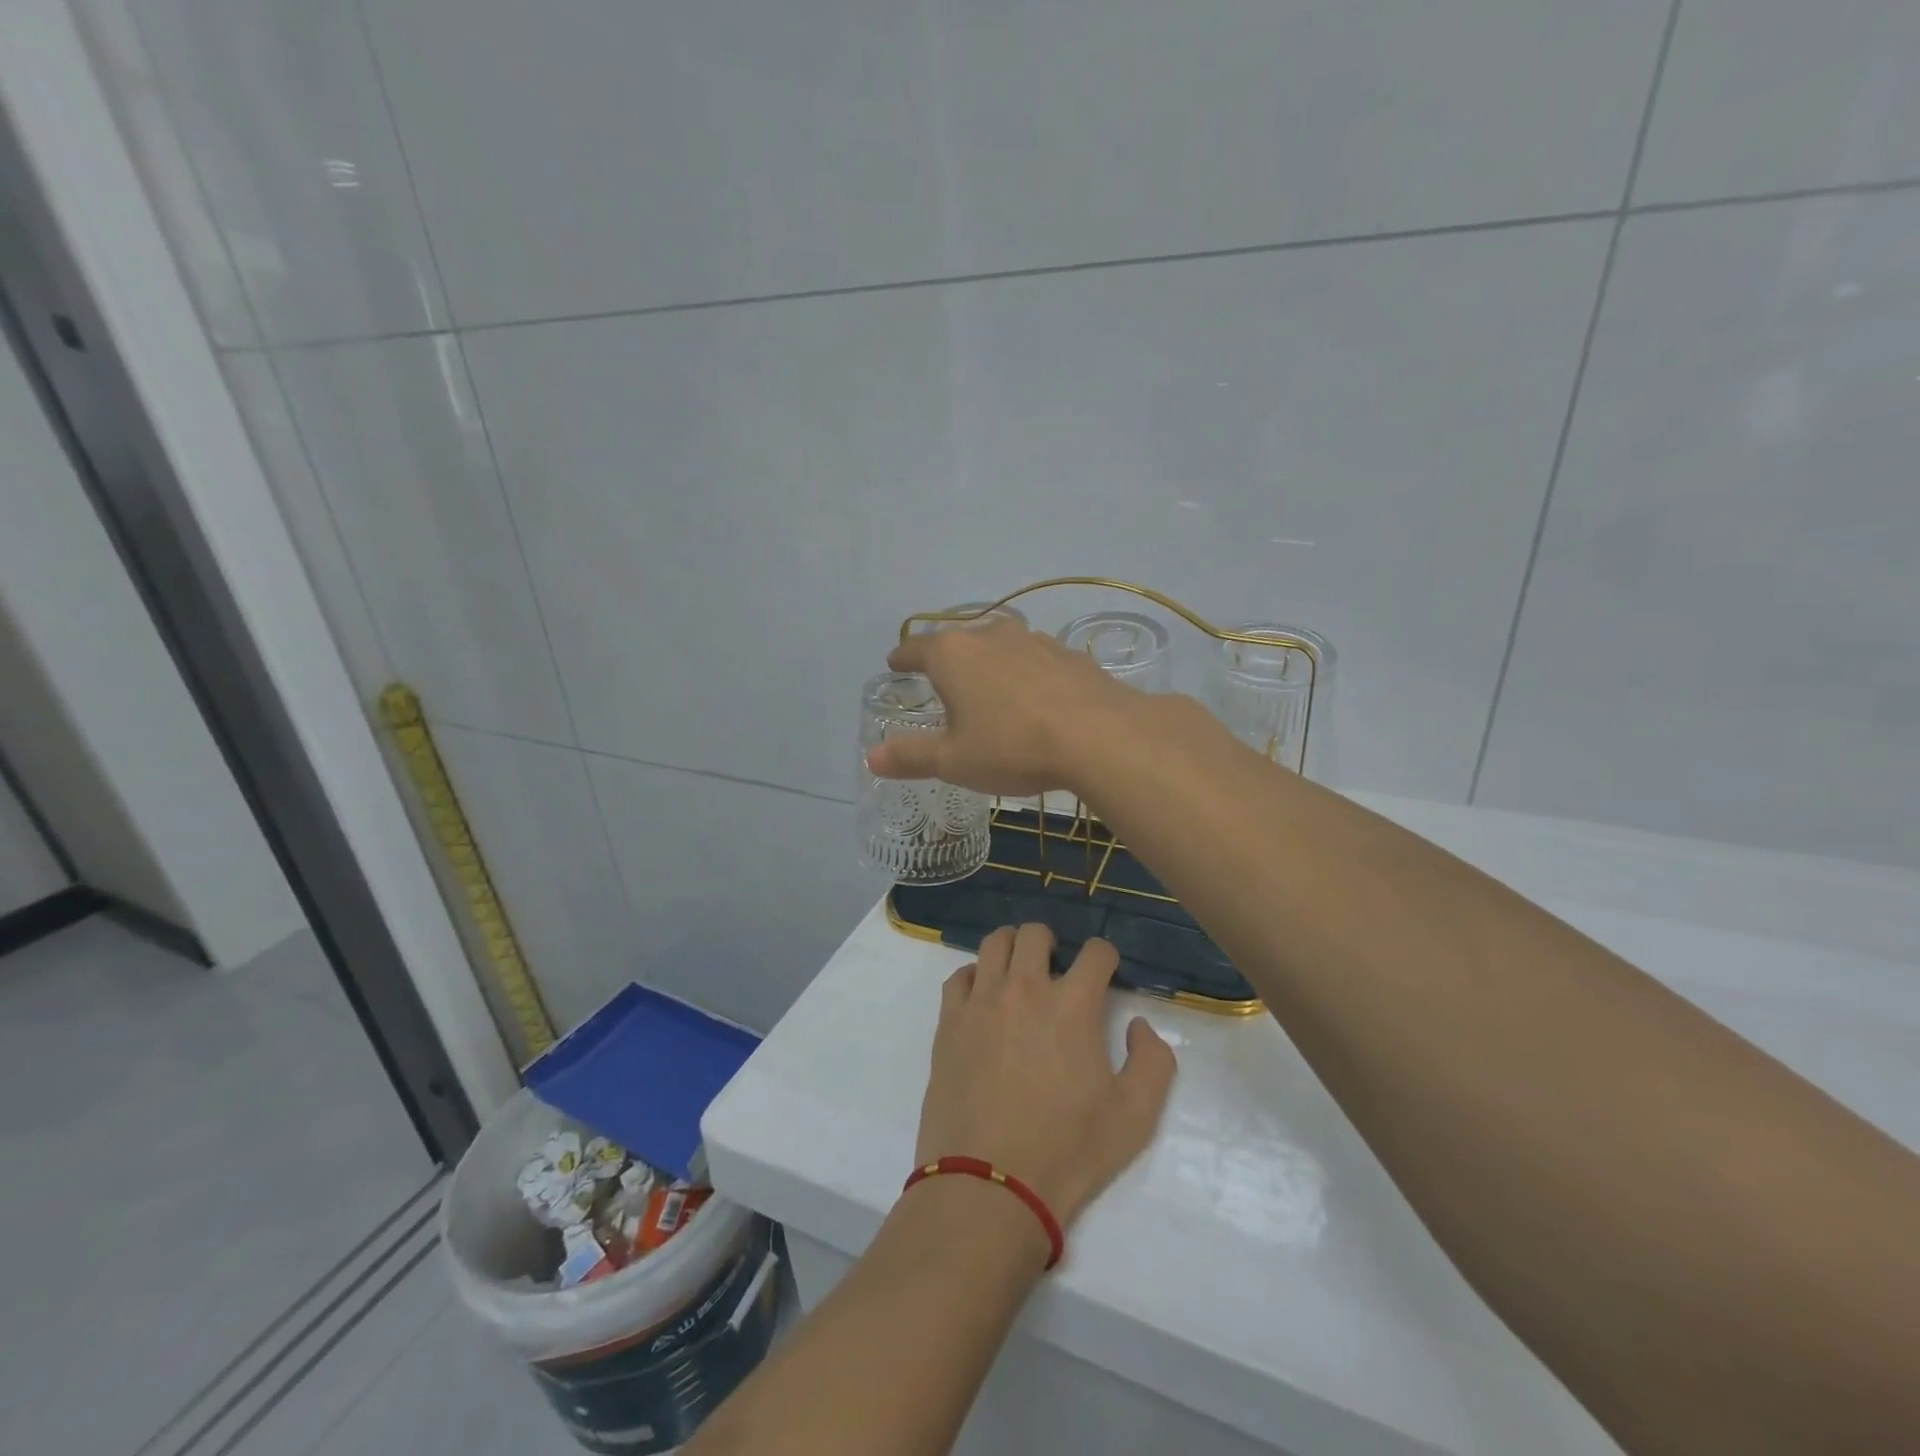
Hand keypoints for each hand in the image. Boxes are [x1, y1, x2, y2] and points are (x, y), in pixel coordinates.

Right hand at [867, 618, 1137, 796]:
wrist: (1100, 736)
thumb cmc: (1013, 746)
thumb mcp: (955, 760)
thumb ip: (912, 756)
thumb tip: (872, 757)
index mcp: (953, 655)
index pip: (916, 648)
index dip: (902, 658)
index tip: (895, 664)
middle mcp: (990, 635)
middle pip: (959, 640)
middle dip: (946, 658)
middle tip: (941, 680)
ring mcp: (1033, 640)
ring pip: (999, 645)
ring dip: (988, 662)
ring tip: (988, 687)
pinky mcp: (1068, 654)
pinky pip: (1034, 659)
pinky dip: (1025, 673)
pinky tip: (1034, 697)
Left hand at [914, 924, 1176, 1240]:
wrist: (990, 1184)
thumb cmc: (1068, 1151)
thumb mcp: (1135, 1116)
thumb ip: (1153, 1061)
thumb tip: (1137, 1025)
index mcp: (1072, 1005)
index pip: (1095, 952)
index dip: (1106, 957)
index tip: (1106, 973)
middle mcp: (1024, 989)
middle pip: (1035, 934)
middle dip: (1052, 943)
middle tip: (1056, 968)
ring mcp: (981, 1002)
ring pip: (993, 944)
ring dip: (1011, 949)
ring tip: (1018, 973)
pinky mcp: (948, 1022)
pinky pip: (959, 978)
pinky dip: (975, 978)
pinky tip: (983, 1001)